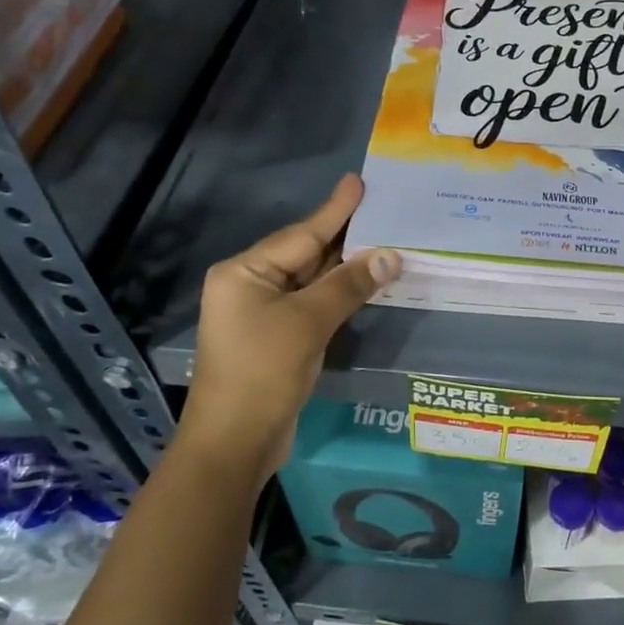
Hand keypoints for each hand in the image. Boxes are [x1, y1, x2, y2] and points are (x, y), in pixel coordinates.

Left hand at [180, 174, 400, 478]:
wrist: (234, 442)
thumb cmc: (263, 372)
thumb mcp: (308, 323)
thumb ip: (348, 285)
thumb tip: (390, 257)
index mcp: (244, 272)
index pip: (301, 235)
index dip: (335, 210)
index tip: (358, 182)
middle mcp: (248, 286)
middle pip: (304, 253)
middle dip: (344, 237)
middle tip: (382, 210)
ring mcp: (260, 313)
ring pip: (310, 280)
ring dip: (345, 267)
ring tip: (383, 240)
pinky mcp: (275, 337)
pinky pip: (310, 304)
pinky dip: (337, 294)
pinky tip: (364, 283)